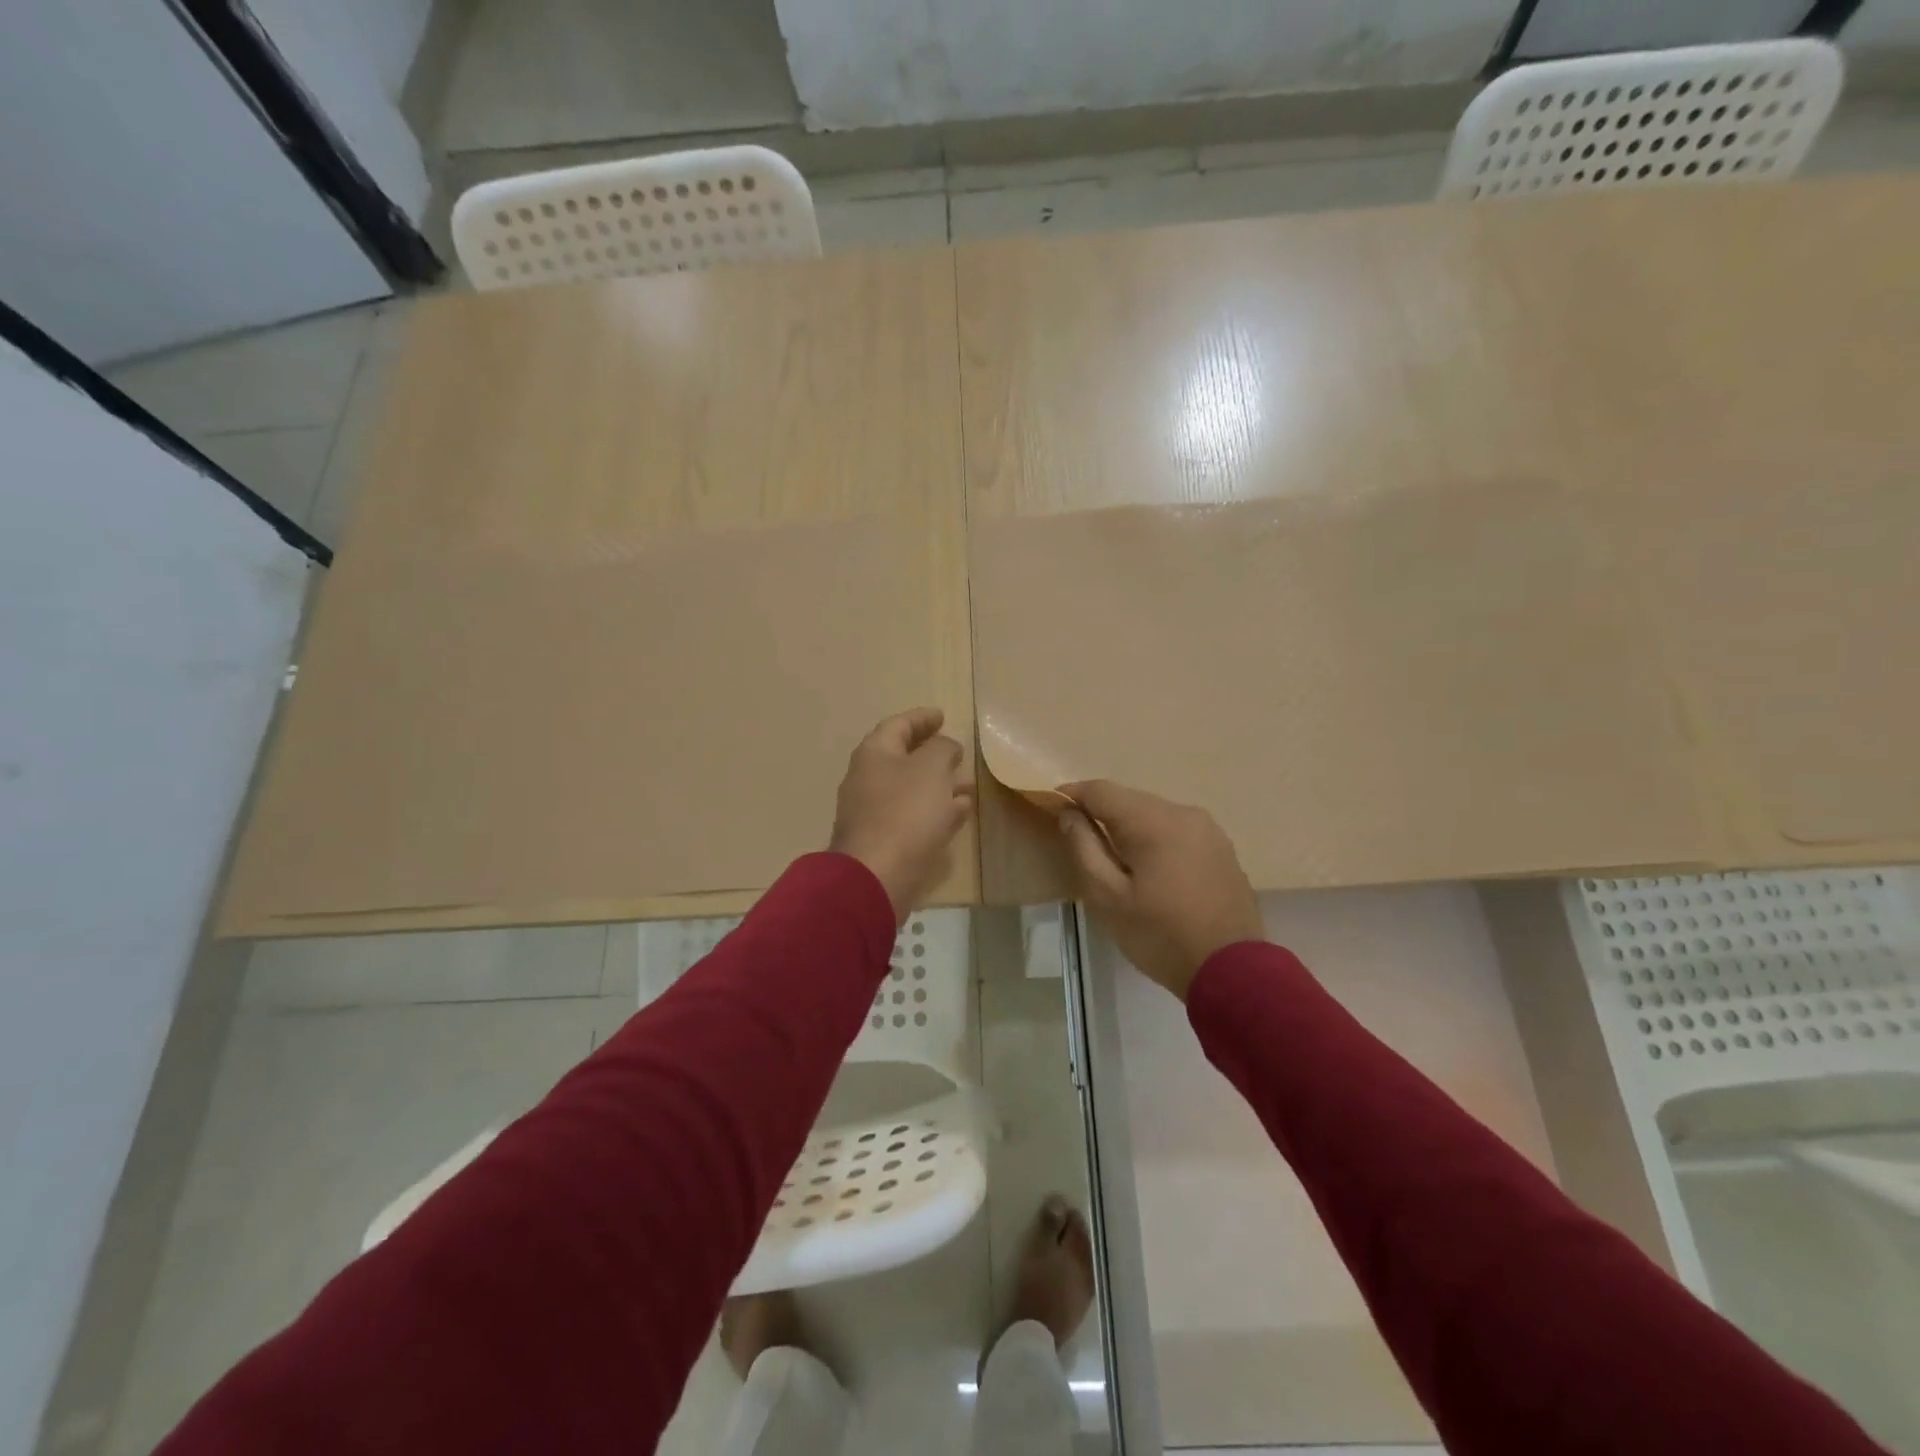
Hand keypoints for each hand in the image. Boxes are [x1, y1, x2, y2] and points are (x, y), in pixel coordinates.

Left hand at [829, 708, 974, 921]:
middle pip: (903, 758)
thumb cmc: (905, 811)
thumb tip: (945, 747)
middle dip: (933, 755)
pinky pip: (913, 817)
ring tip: (967, 785)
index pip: (898, 725)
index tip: (942, 716)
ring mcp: (874, 812)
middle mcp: (868, 779)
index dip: (921, 718)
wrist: (876, 876)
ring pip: (911, 790)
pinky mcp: (884, 841)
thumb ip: (942, 749)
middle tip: (958, 753)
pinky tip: (960, 813)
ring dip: (939, 785)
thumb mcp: (931, 768)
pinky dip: (936, 810)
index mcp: (874, 754)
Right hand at [1056, 780, 1263, 999]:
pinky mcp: (1222, 848)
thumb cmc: (1160, 935)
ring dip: (1129, 827)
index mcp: (1154, 821)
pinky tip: (1149, 867)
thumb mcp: (1108, 896)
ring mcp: (1209, 830)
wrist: (1233, 971)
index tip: (1051, 807)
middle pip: (1130, 799)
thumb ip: (1084, 847)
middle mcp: (1184, 813)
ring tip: (1113, 857)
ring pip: (1155, 814)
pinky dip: (1155, 839)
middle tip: (1079, 838)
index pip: (1102, 790)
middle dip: (1101, 812)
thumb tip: (1070, 814)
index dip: (1072, 795)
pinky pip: (1177, 831)